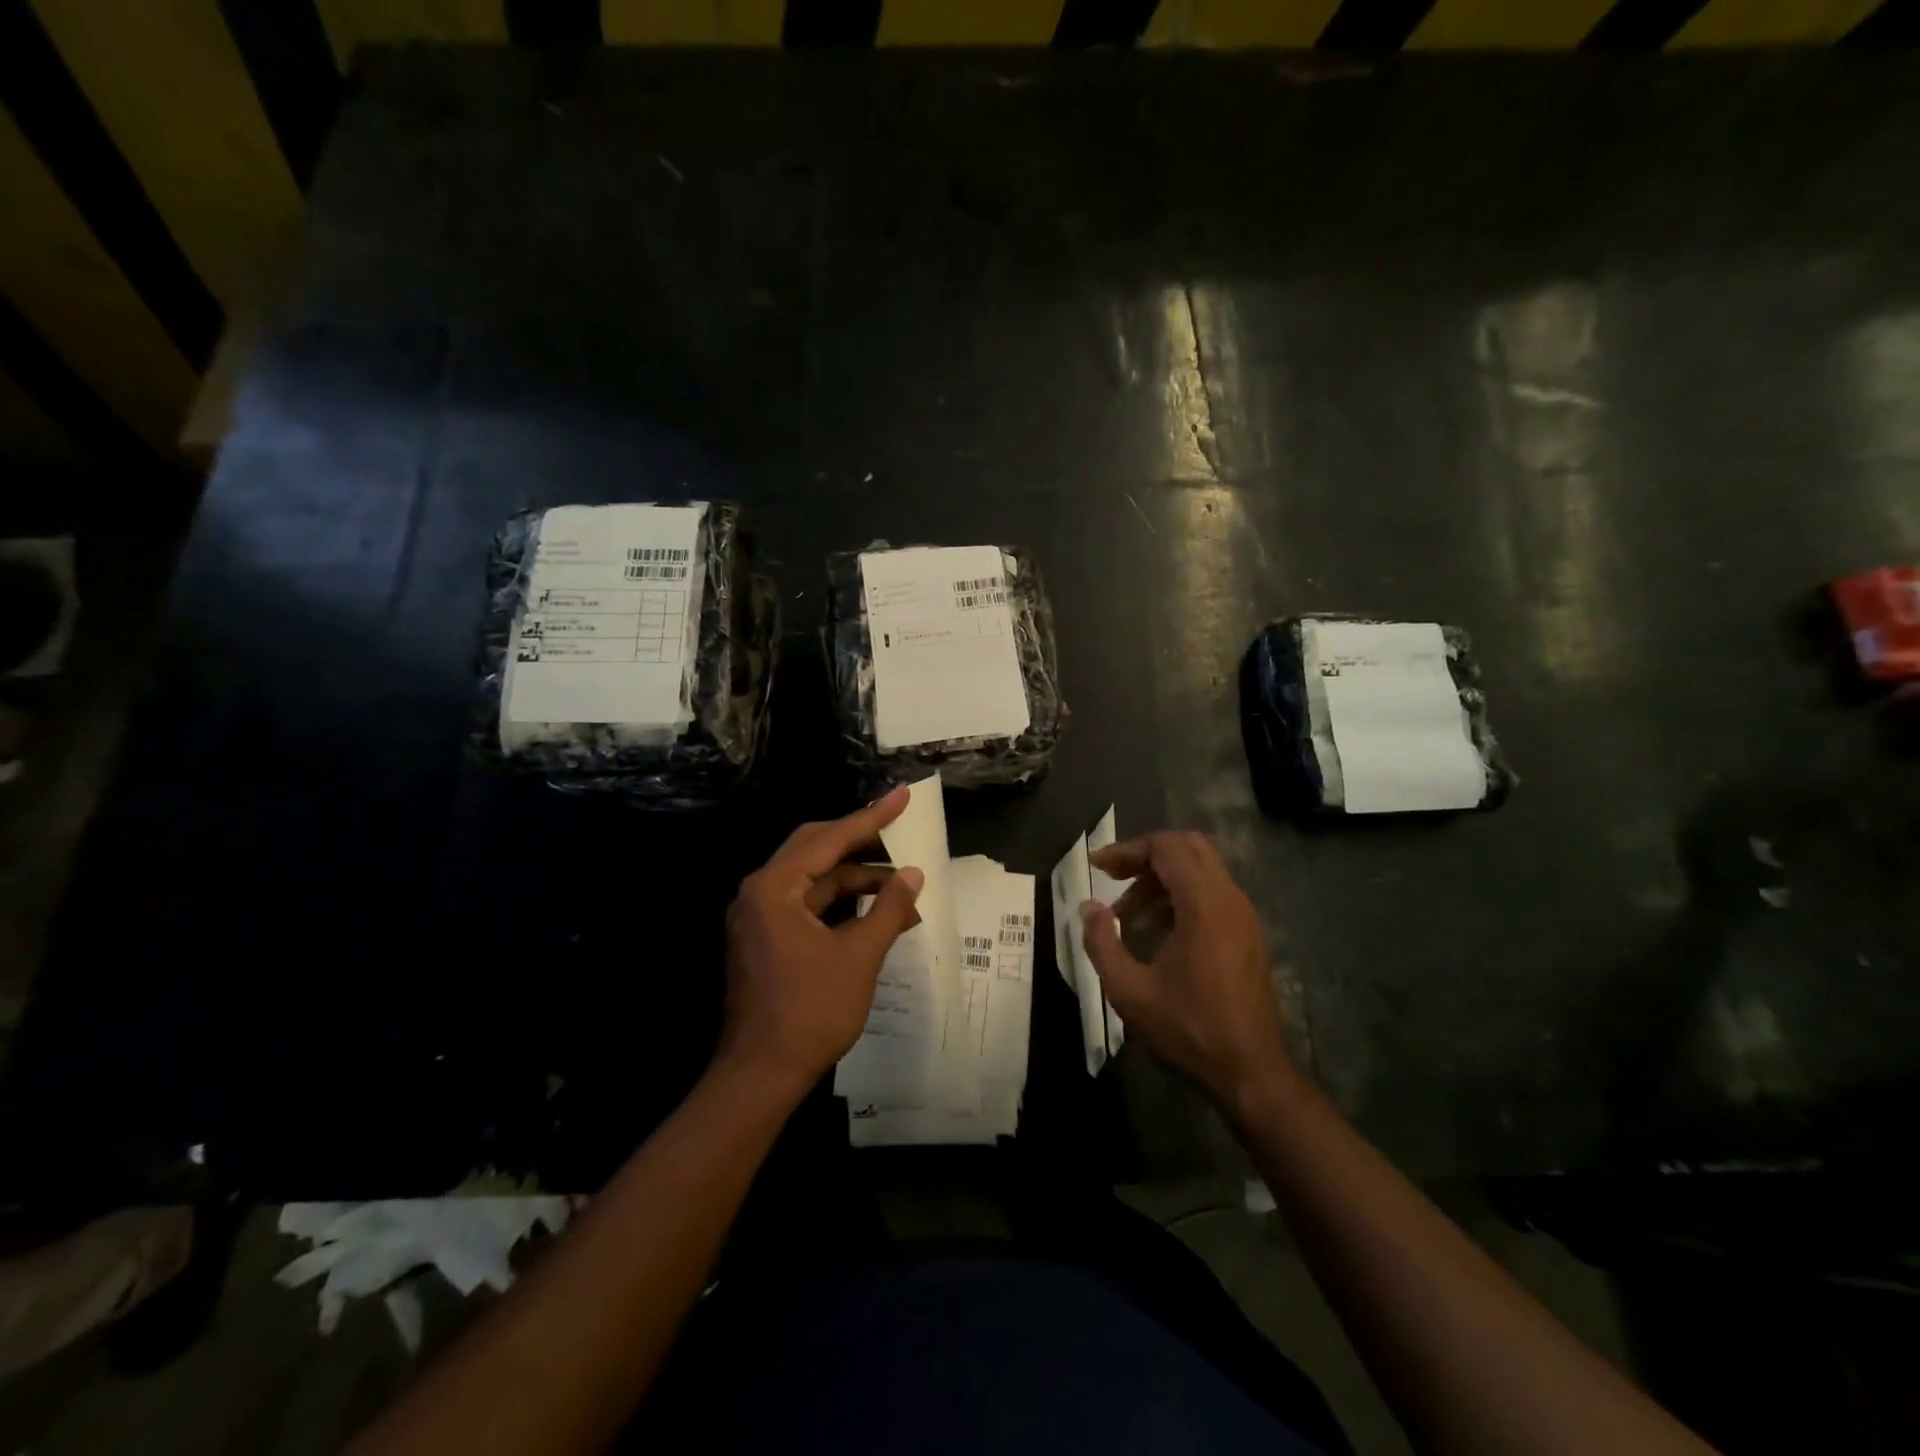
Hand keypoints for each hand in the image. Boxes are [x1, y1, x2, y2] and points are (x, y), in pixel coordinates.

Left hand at [719, 787, 924, 1100]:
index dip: (871, 818)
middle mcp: (760, 891)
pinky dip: (839, 901)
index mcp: (775, 887)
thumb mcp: (859, 956)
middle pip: (815, 848)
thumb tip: (913, 874)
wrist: (761, 1075)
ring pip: (812, 878)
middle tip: (899, 830)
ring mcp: (759, 916)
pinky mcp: (765, 937)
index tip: (902, 797)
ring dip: (854, 877)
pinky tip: (873, 908)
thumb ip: (889, 908)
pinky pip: (806, 903)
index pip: (830, 839)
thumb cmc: (811, 1012)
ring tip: (900, 882)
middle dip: (860, 840)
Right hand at [1080, 831, 1291, 1119]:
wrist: (1250, 1071)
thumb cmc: (1188, 1029)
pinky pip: (1212, 892)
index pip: (1166, 847)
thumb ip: (1101, 942)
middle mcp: (1229, 899)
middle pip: (1188, 846)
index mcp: (1204, 905)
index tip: (1097, 867)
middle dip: (1146, 855)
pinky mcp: (1247, 932)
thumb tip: (1089, 908)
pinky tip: (1156, 929)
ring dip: (1162, 877)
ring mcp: (1243, 915)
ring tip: (1128, 911)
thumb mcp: (1129, 990)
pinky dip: (1181, 894)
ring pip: (1202, 868)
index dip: (1127, 850)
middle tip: (1113, 877)